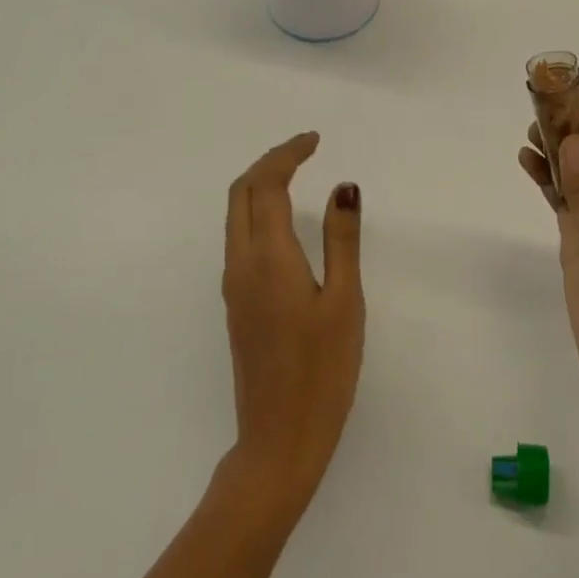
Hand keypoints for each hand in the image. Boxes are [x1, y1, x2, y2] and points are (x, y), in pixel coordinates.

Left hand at [221, 132, 363, 519]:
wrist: (279, 438)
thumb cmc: (323, 370)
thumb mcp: (344, 300)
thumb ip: (342, 239)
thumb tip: (343, 187)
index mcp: (268, 258)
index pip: (267, 186)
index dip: (288, 154)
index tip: (315, 139)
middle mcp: (241, 265)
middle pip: (241, 193)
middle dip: (269, 162)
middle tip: (305, 149)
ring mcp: (234, 286)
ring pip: (236, 216)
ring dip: (260, 185)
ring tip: (296, 174)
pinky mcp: (237, 305)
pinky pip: (240, 238)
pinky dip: (258, 211)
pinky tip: (284, 221)